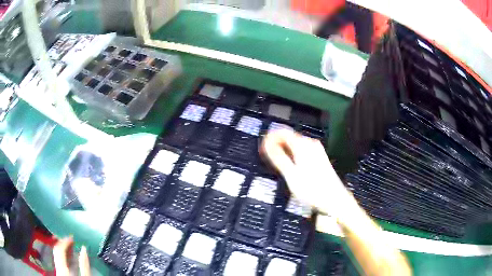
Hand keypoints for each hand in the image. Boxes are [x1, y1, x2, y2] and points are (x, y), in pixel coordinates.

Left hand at [53, 237, 90, 275]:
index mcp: (62, 269)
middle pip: (56, 251)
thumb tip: (84, 248)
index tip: (72, 237)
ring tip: (71, 246)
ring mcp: (58, 271)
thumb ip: (84, 266)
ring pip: (57, 256)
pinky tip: (69, 256)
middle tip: (71, 239)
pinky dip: (64, 256)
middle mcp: (57, 268)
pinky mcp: (60, 274)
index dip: (64, 241)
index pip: (59, 249)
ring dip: (64, 249)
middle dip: (63, 243)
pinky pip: (59, 261)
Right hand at [261, 129, 350, 215]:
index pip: (282, 132)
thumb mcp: (291, 176)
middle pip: (289, 137)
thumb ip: (278, 158)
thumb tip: (267, 145)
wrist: (334, 200)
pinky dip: (292, 155)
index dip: (270, 138)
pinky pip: (301, 151)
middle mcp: (311, 145)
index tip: (262, 147)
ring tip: (276, 163)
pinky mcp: (319, 158)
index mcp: (303, 146)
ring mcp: (316, 151)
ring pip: (295, 144)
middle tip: (267, 157)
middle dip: (276, 145)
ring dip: (284, 150)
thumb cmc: (313, 190)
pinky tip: (290, 167)